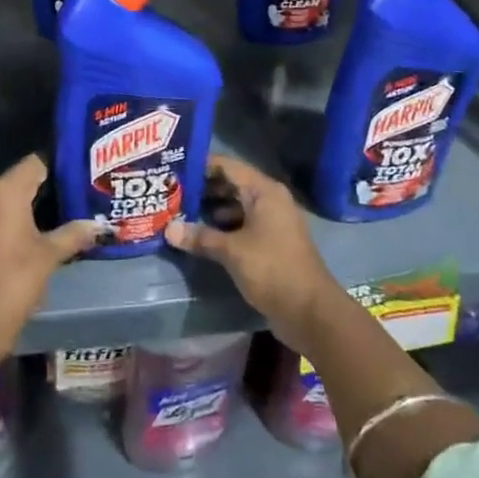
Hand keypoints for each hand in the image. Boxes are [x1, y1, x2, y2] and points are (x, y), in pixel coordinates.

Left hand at [0, 154, 99, 357]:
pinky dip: (15, 216)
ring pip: (8, 196)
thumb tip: (102, 225)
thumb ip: (75, 233)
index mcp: (5, 190)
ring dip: (32, 201)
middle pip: (22, 177)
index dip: (61, 164)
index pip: (36, 161)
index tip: (83, 171)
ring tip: (64, 208)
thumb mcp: (49, 256)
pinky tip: (37, 229)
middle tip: (79, 190)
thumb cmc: (14, 281)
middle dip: (49, 183)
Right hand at [165, 157, 339, 340]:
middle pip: (231, 184)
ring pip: (236, 206)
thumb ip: (200, 237)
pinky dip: (224, 227)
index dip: (201, 166)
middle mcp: (270, 200)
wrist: (310, 311)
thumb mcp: (232, 251)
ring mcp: (272, 222)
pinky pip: (243, 225)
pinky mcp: (272, 243)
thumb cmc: (272, 269)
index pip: (227, 166)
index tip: (175, 170)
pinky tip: (202, 236)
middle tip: (172, 193)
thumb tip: (168, 229)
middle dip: (203, 189)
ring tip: (181, 213)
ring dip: (212, 210)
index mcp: (264, 191)